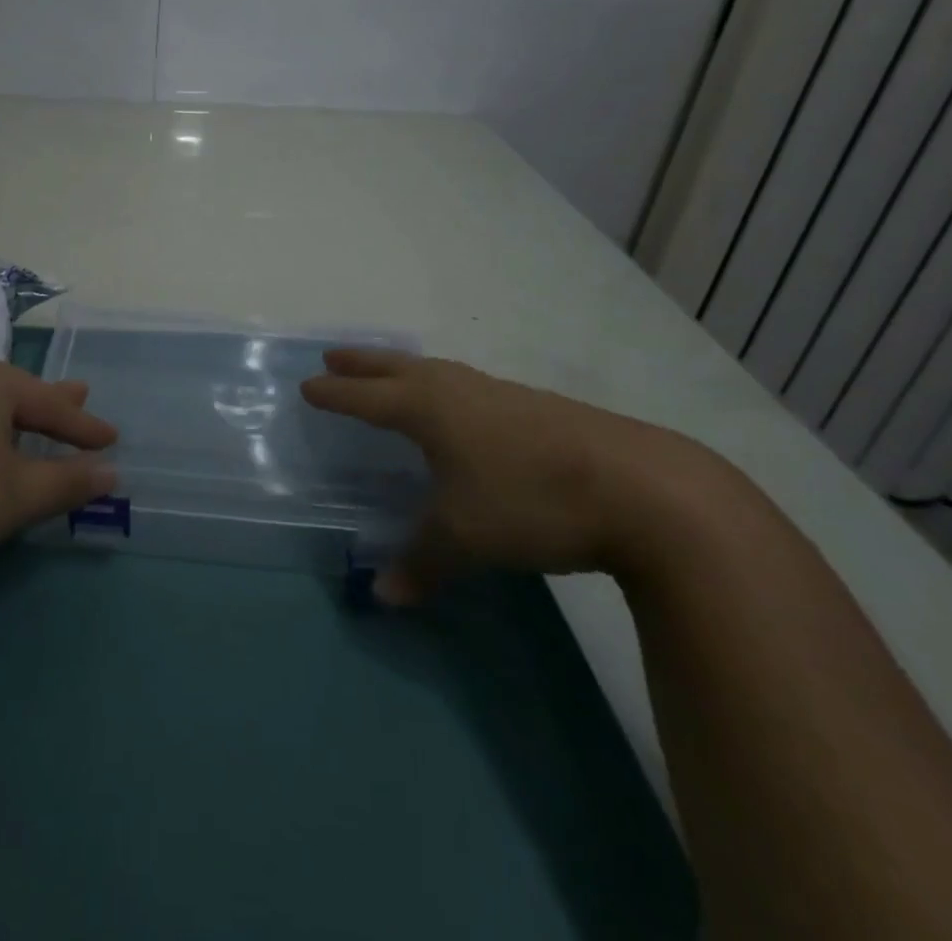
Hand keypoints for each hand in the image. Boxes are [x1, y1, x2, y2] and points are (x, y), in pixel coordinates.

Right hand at [302, 348, 704, 600]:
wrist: (644, 489)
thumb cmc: (531, 501)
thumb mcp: (465, 538)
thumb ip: (420, 562)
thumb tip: (383, 595)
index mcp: (428, 409)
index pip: (366, 398)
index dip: (335, 394)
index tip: (307, 386)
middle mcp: (456, 390)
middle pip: (396, 368)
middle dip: (361, 363)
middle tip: (332, 355)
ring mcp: (498, 393)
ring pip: (434, 371)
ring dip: (401, 368)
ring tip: (388, 372)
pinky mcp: (533, 406)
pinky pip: (465, 384)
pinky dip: (440, 384)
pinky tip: (457, 406)